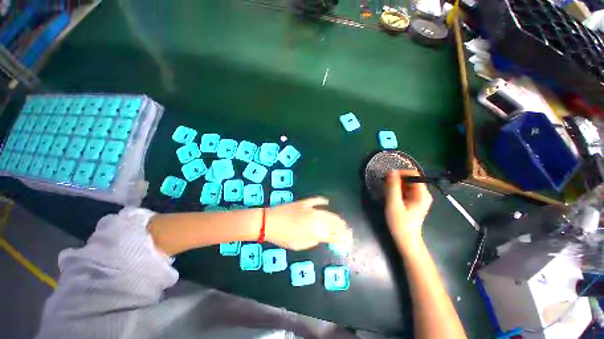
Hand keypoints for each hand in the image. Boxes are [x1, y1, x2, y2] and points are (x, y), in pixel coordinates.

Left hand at [265, 197, 351, 250]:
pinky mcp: (304, 203)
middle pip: (333, 223)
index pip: (333, 235)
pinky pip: (316, 200)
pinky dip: (322, 201)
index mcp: (315, 230)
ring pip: (328, 213)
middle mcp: (316, 218)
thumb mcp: (300, 244)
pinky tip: (327, 202)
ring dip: (336, 217)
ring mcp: (310, 209)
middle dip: (342, 228)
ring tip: (341, 221)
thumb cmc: (283, 237)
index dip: (341, 238)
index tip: (347, 240)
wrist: (270, 221)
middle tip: (347, 231)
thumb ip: (314, 240)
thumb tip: (322, 237)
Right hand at [384, 170, 432, 244]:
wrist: (406, 240)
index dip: (400, 173)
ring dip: (395, 185)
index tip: (386, 177)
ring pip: (406, 184)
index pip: (413, 174)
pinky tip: (391, 197)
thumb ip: (392, 187)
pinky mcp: (413, 201)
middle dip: (396, 179)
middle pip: (409, 178)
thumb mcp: (394, 204)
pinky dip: (396, 190)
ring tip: (386, 193)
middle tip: (384, 186)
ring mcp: (418, 197)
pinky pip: (405, 190)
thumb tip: (390, 171)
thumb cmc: (400, 223)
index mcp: (422, 194)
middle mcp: (423, 193)